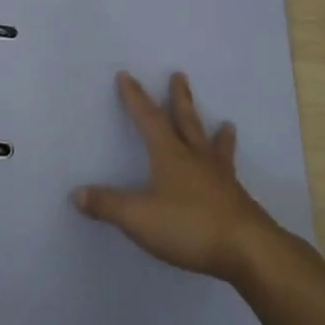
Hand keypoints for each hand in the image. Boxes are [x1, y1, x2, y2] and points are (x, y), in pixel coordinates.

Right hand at [72, 72, 284, 284]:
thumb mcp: (138, 217)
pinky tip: (233, 173)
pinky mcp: (236, 199)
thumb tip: (77, 193)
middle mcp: (196, 158)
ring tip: (227, 123)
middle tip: (179, 75)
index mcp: (170, 155)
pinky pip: (230, 172)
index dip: (135, 97)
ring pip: (214, 146)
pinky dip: (229, 165)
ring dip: (216, 133)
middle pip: (186, 121)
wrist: (247, 248)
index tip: (126, 75)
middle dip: (179, 99)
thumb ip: (108, 204)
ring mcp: (220, 178)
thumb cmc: (189, 226)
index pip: (148, 119)